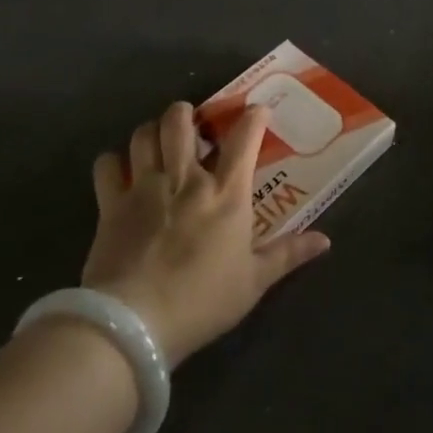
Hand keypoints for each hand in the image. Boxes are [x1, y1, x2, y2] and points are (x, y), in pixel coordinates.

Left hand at [78, 101, 329, 367]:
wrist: (135, 322)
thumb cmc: (203, 300)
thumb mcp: (254, 282)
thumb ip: (288, 254)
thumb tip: (325, 241)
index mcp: (226, 194)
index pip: (243, 139)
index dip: (252, 117)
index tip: (257, 110)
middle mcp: (185, 179)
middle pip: (181, 121)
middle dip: (187, 112)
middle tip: (194, 122)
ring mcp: (144, 187)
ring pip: (144, 134)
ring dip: (152, 130)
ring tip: (159, 139)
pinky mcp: (111, 204)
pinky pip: (107, 165)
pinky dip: (114, 161)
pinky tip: (121, 170)